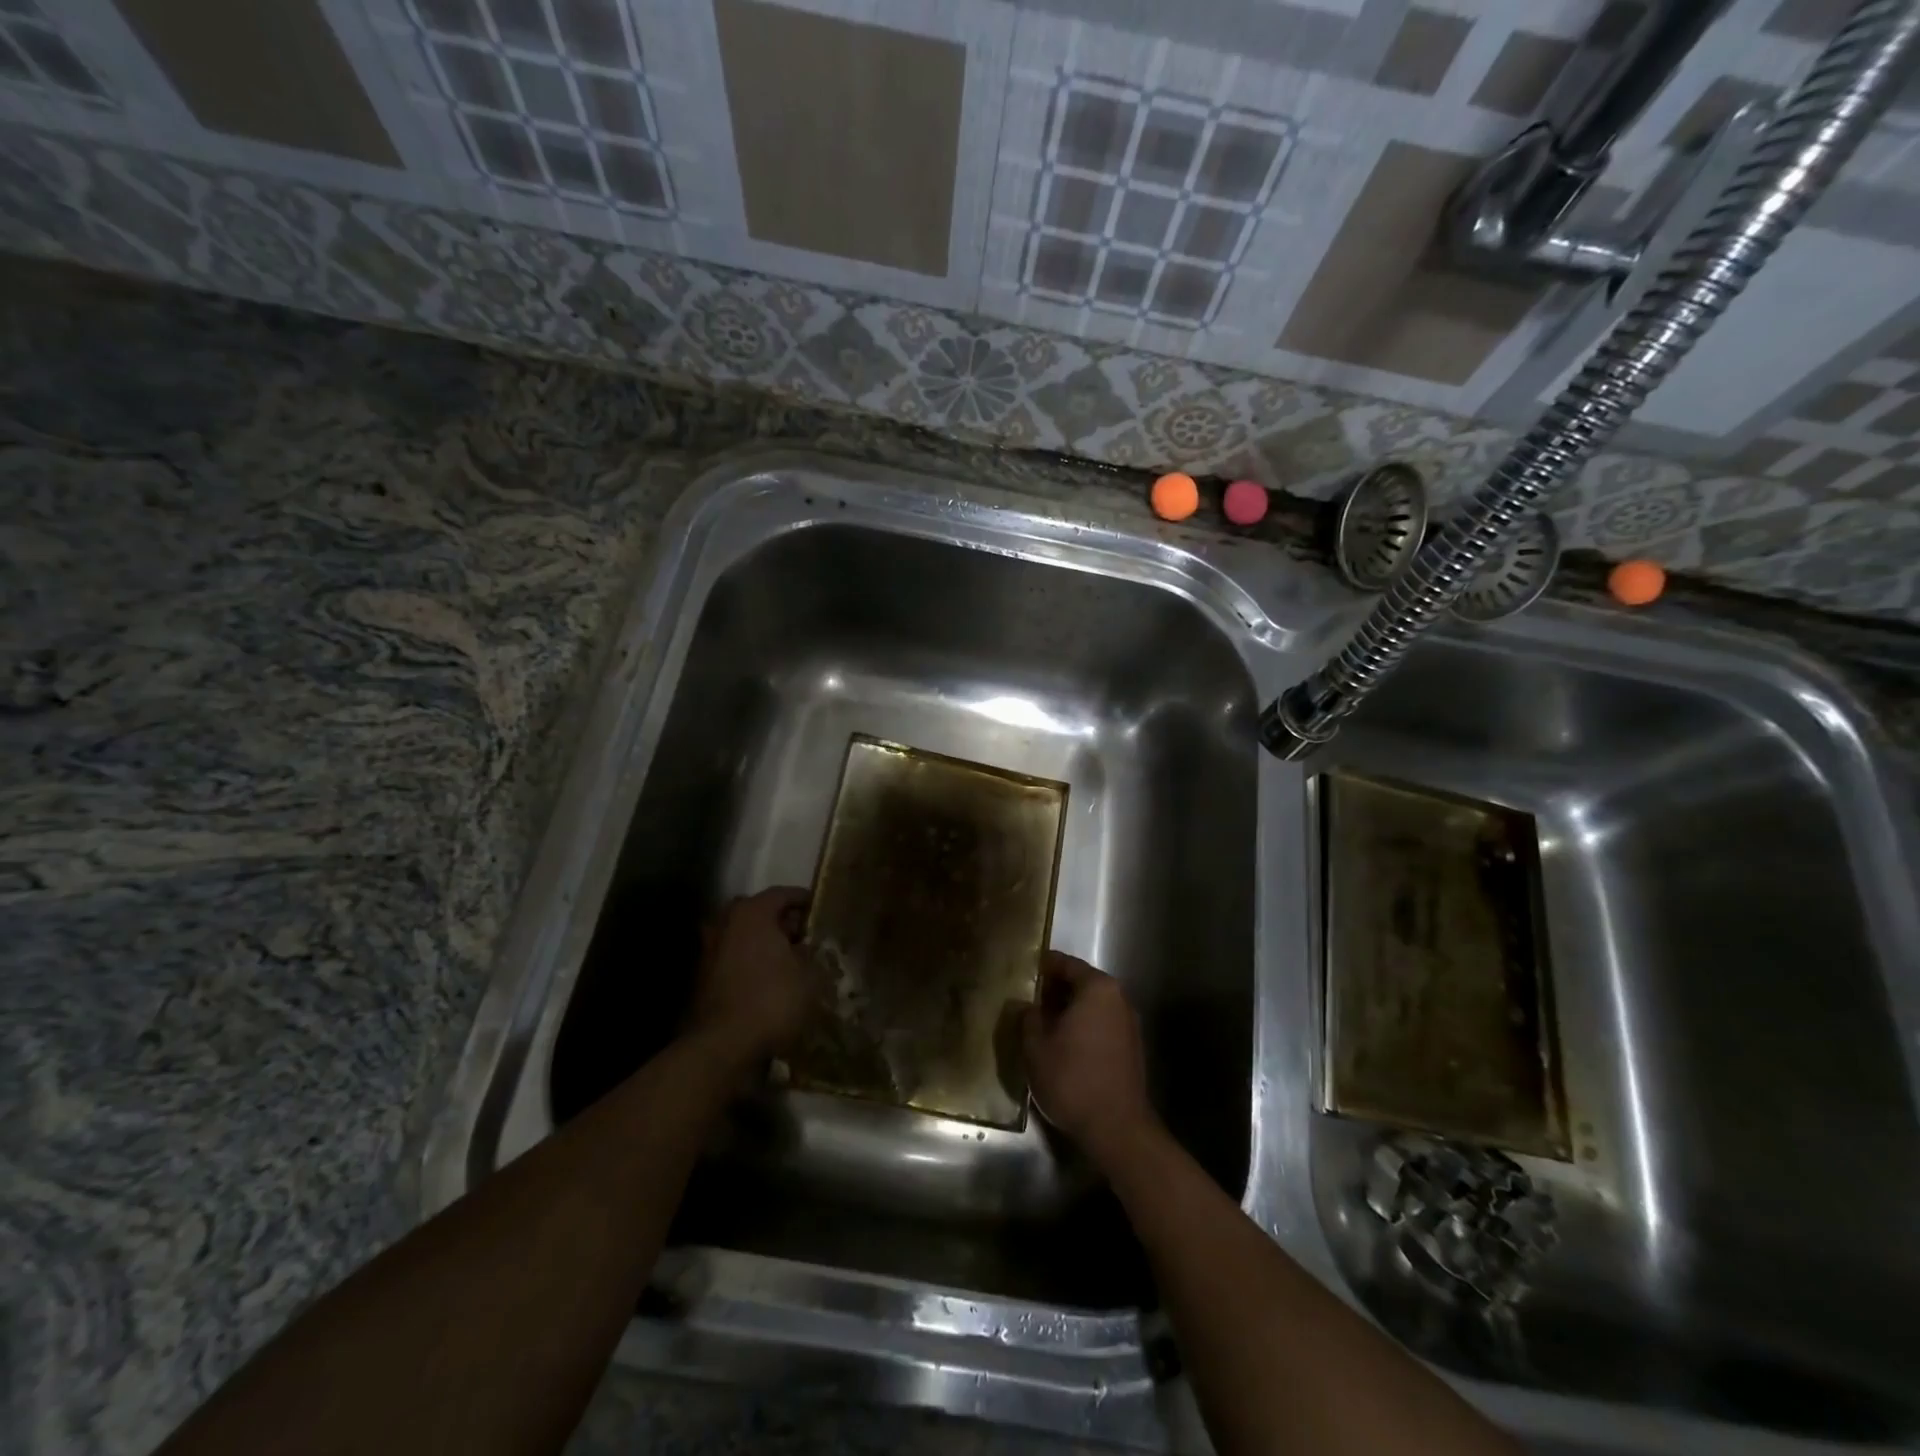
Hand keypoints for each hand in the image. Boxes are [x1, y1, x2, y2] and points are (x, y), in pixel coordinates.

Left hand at [687, 887, 813, 1065]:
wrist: (723, 1045)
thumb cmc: (772, 999)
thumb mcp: (810, 975)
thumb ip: (812, 955)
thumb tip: (808, 949)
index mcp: (752, 912)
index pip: (782, 893)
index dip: (803, 900)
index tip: (818, 909)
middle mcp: (726, 923)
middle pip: (758, 912)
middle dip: (780, 921)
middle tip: (803, 936)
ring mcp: (709, 950)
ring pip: (742, 936)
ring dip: (762, 944)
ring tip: (787, 961)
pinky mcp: (702, 978)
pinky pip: (732, 960)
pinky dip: (749, 964)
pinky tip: (766, 981)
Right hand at [1022, 951, 1156, 1167]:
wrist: (1117, 1128)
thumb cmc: (1072, 1078)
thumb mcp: (1035, 1046)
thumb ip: (1027, 1017)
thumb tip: (1026, 1005)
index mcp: (1097, 988)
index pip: (1066, 964)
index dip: (1042, 965)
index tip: (1022, 970)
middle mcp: (1118, 998)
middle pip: (1081, 983)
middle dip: (1054, 989)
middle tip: (1027, 999)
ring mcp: (1129, 1024)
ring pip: (1092, 1005)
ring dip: (1068, 1010)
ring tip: (1040, 1023)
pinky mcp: (1131, 1048)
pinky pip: (1101, 1025)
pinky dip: (1082, 1027)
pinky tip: (1062, 1044)